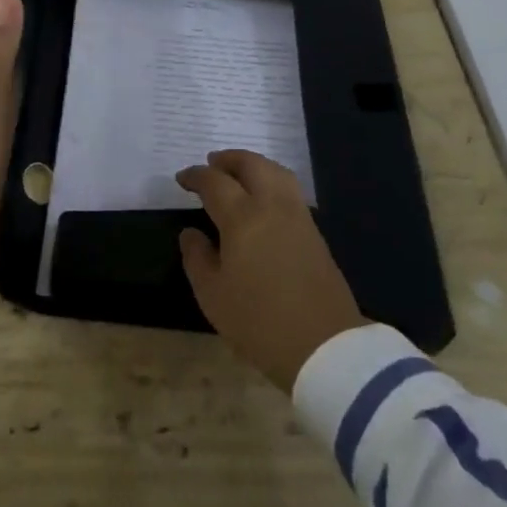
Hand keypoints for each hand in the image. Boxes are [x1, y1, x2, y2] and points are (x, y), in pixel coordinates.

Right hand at [177, 150, 367, 391]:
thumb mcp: (213, 296)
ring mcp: (297, 216)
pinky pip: (289, 190)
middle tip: (211, 164)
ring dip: (253, 165)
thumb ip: (197, 258)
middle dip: (228, 159)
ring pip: (275, 171)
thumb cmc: (259, 322)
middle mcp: (271, 205)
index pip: (214, 182)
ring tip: (239, 174)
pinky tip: (264, 199)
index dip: (195, 176)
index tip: (182, 179)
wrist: (324, 347)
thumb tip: (191, 233)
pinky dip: (272, 181)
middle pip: (250, 164)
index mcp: (242, 217)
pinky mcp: (314, 231)